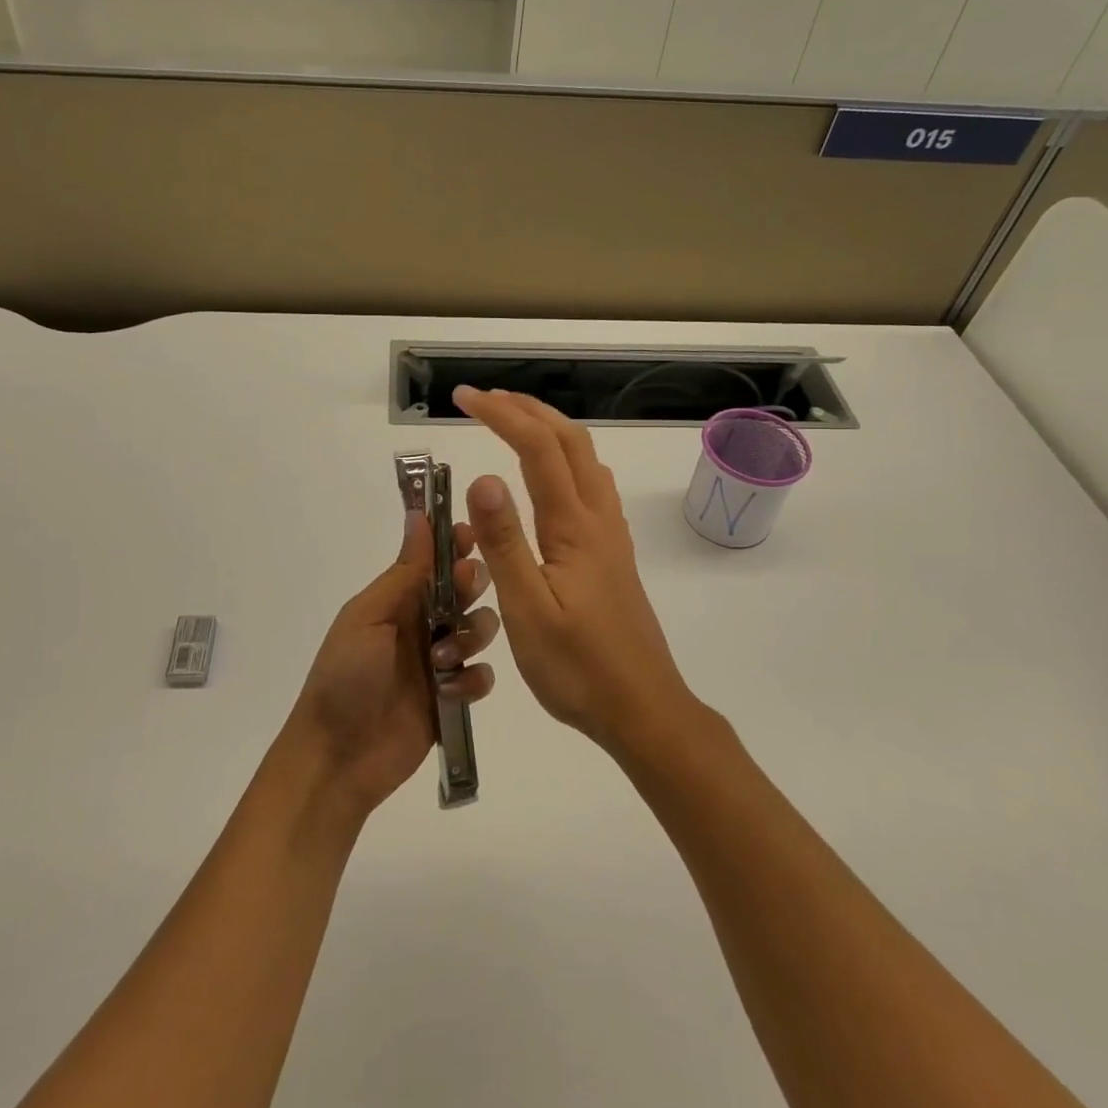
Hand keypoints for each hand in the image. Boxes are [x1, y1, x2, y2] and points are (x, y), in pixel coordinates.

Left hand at [283, 511, 498, 817]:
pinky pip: (481, 676)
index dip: (455, 544)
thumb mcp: (369, 617)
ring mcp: (440, 660)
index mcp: (397, 599)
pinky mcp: (453, 697)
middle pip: (465, 589)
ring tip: (444, 657)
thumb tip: (419, 515)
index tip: (473, 534)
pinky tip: (452, 691)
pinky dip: (473, 680)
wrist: (338, 756)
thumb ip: (404, 572)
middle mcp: (422, 623)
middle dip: (472, 584)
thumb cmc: (345, 677)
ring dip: (471, 634)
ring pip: (480, 629)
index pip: (433, 560)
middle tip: (464, 589)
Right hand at [452, 387, 696, 756]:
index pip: (538, 448)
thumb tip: (481, 477)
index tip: (463, 398)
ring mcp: (611, 536)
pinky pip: (592, 485)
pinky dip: (566, 459)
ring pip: (586, 460)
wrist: (644, 709)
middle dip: (527, 409)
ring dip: (550, 430)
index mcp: (574, 527)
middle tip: (484, 398)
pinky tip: (552, 479)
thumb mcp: (528, 610)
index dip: (501, 414)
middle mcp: (598, 519)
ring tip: (514, 423)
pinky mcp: (612, 555)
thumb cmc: (578, 668)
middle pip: (570, 441)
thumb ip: (504, 543)